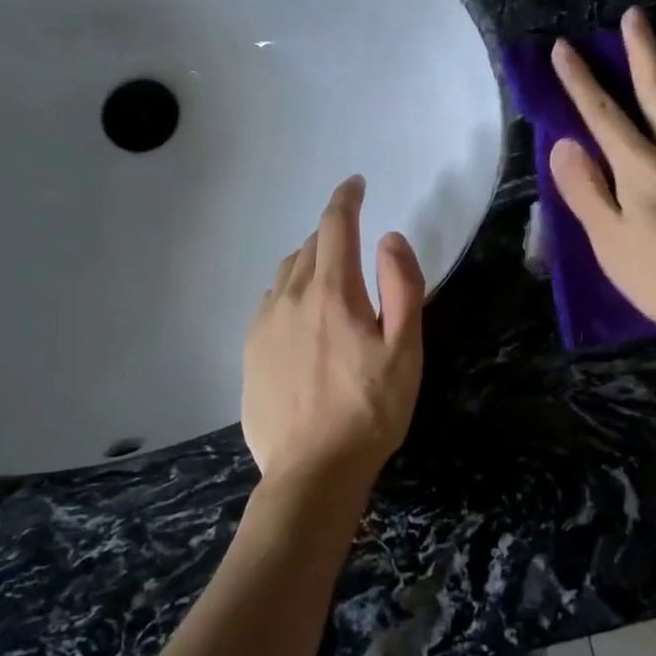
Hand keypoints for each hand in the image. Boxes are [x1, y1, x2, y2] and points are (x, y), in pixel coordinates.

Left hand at [241, 175, 426, 499]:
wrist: (312, 471)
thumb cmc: (370, 411)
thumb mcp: (405, 350)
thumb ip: (402, 287)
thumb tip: (389, 238)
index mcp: (331, 292)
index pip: (336, 226)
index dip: (346, 199)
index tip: (355, 184)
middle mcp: (290, 297)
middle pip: (310, 247)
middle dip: (333, 234)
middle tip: (354, 242)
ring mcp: (264, 324)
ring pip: (286, 273)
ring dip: (309, 262)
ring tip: (329, 278)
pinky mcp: (250, 351)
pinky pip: (269, 302)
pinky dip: (288, 292)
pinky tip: (300, 316)